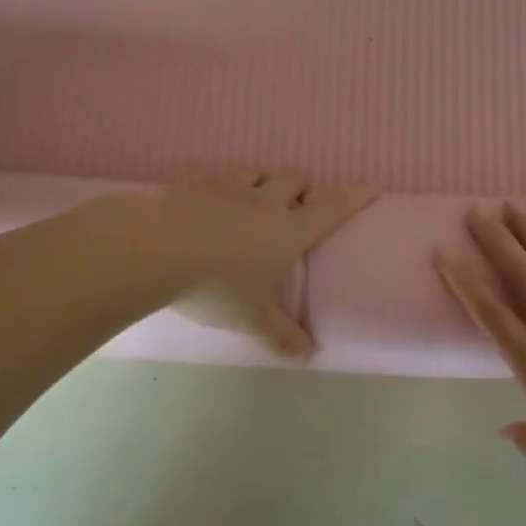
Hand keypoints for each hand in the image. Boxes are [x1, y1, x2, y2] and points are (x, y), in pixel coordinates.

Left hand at [148, 170, 378, 357]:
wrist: (154, 251)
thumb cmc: (215, 286)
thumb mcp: (252, 318)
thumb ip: (281, 334)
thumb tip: (309, 355)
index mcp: (288, 230)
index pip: (331, 208)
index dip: (354, 196)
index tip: (371, 186)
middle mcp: (264, 201)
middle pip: (295, 179)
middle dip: (303, 187)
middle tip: (299, 204)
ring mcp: (228, 188)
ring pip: (257, 171)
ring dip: (265, 179)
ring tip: (259, 196)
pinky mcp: (195, 183)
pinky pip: (217, 175)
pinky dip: (224, 184)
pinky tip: (212, 199)